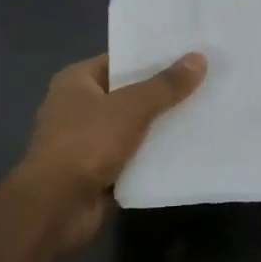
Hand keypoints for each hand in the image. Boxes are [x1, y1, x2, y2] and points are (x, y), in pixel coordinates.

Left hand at [12, 51, 206, 246]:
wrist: (56, 207)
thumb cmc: (86, 143)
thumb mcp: (131, 108)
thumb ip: (165, 85)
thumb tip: (198, 58)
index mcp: (75, 81)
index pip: (119, 60)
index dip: (152, 57)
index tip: (188, 54)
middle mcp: (77, 107)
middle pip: (127, 94)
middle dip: (161, 93)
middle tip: (203, 83)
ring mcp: (85, 142)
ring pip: (132, 127)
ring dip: (159, 126)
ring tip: (202, 114)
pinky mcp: (96, 172)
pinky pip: (131, 157)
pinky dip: (151, 156)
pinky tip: (185, 150)